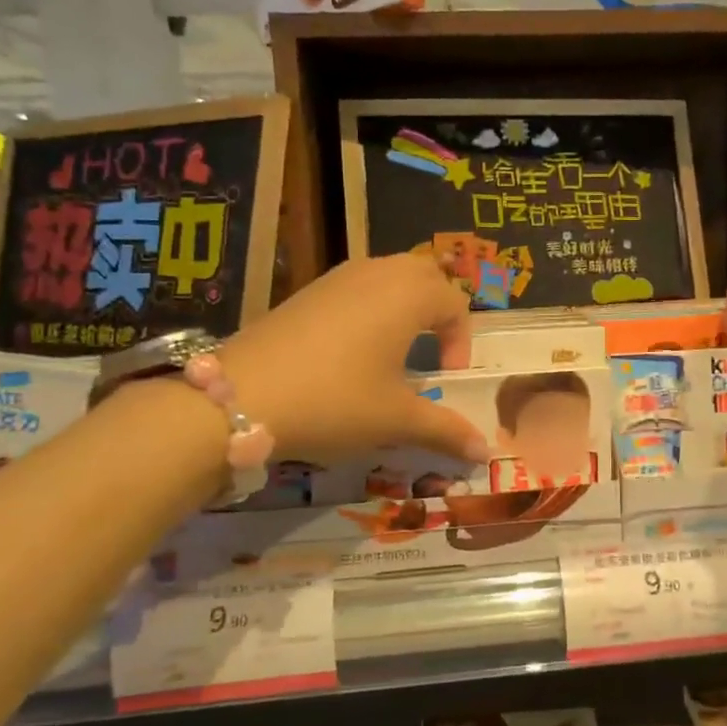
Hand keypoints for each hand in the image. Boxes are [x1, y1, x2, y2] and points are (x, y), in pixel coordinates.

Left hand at [217, 253, 486, 465]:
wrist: (241, 397)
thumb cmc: (335, 400)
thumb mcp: (396, 419)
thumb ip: (445, 430)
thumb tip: (484, 452)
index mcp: (408, 296)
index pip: (454, 303)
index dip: (461, 341)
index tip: (448, 378)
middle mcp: (376, 274)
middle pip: (424, 275)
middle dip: (438, 309)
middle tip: (432, 351)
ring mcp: (337, 278)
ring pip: (388, 275)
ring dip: (404, 304)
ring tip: (396, 348)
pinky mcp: (307, 291)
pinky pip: (356, 285)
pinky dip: (370, 306)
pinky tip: (352, 349)